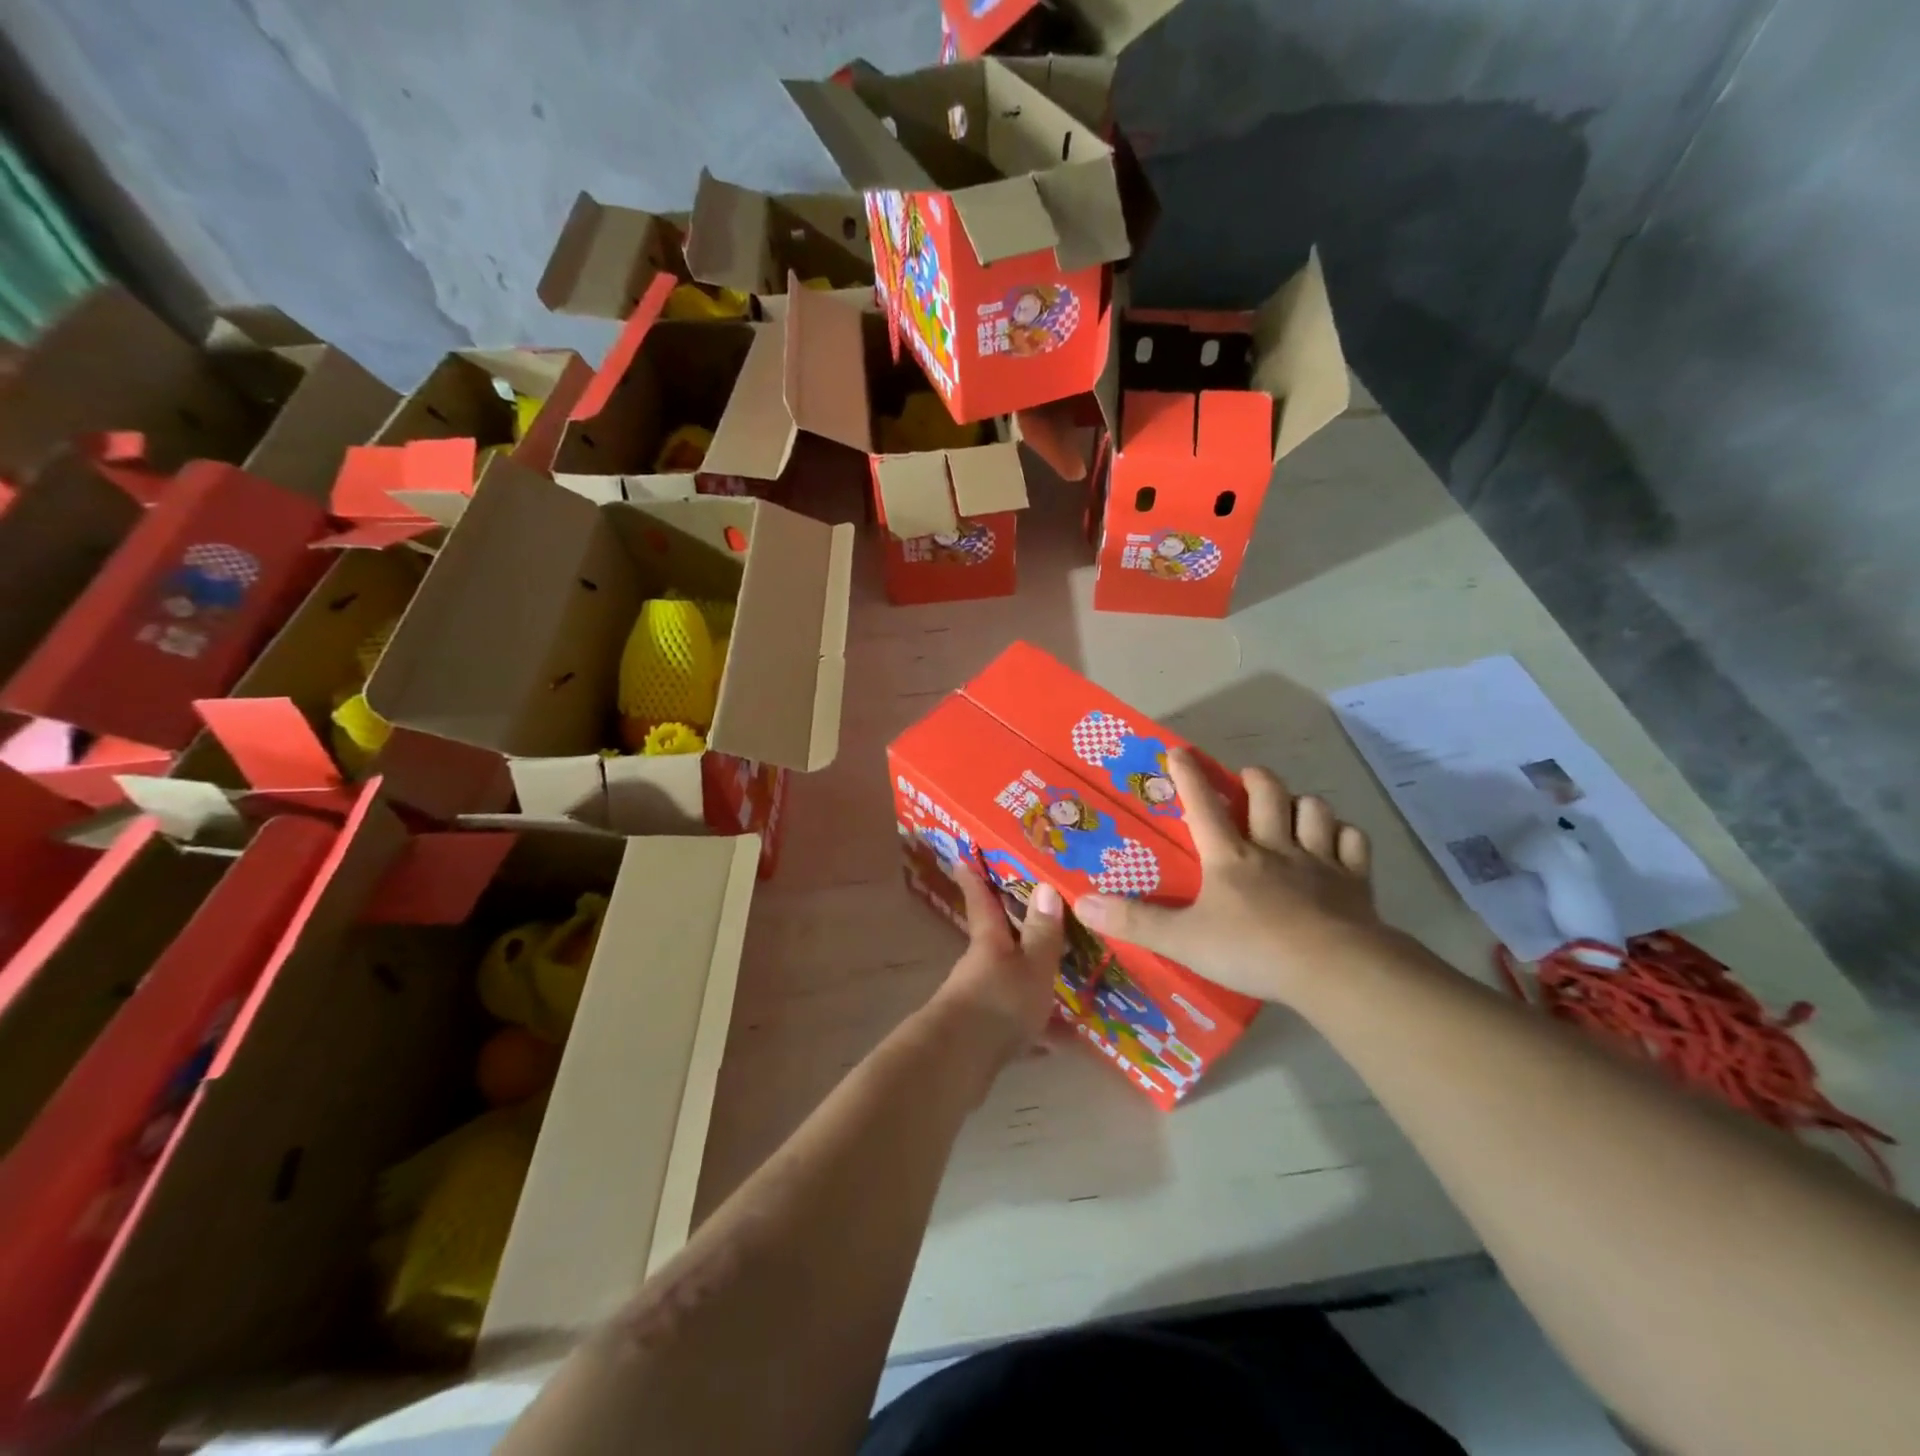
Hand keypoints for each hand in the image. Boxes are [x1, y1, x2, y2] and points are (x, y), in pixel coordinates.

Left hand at [932, 862, 1066, 1066]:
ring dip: (1032, 986)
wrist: (961, 1062)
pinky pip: (1015, 1024)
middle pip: (996, 942)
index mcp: (989, 942)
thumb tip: (1045, 885)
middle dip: (1014, 933)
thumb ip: (1042, 932)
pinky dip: (1037, 1031)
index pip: (981, 901)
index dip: (974, 878)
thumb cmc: (999, 1002)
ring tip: (1067, 989)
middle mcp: (980, 967)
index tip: (962, 858)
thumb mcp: (1032, 965)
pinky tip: (1062, 1043)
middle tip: (1040, 922)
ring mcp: (979, 1001)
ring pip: (1008, 984)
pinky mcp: (983, 1036)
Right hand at [1075, 748, 1387, 1004]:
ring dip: (1302, 803)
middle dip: (1255, 779)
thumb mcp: (1182, 940)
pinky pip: (1354, 843)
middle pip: (1267, 795)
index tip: (1178, 751)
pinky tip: (1337, 842)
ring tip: (1293, 808)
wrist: (1332, 969)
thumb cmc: (1252, 950)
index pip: (1203, 805)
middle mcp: (1274, 848)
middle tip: (1247, 778)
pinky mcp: (1355, 883)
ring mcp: (1319, 862)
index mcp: (1230, 857)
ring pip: (1314, 810)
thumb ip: (1133, 922)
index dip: (1187, 775)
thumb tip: (1080, 903)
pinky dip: (1344, 836)